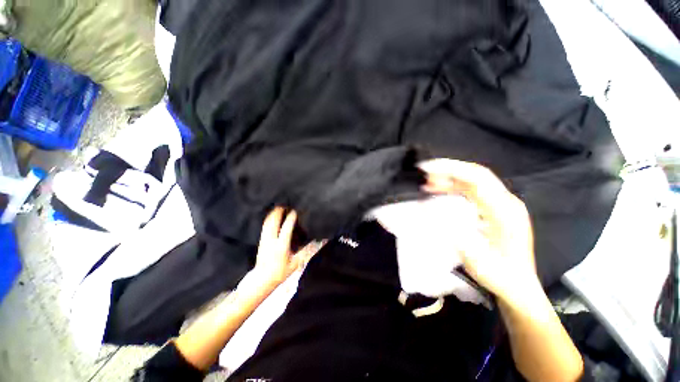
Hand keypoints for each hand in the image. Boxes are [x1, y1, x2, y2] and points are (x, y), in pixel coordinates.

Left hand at [249, 207, 316, 287]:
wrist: (262, 279)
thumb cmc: (281, 272)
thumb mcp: (296, 263)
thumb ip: (307, 251)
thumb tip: (318, 242)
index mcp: (281, 246)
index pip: (286, 228)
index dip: (291, 218)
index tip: (295, 211)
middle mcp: (271, 240)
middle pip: (273, 222)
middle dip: (279, 212)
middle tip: (285, 204)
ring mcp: (264, 240)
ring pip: (268, 223)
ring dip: (273, 214)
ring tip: (279, 206)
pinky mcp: (261, 241)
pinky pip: (265, 226)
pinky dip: (269, 219)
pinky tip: (271, 216)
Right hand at [419, 159, 539, 302]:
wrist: (518, 285)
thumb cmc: (499, 275)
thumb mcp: (476, 259)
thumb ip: (454, 233)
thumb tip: (430, 210)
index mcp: (505, 211)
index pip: (477, 178)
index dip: (451, 169)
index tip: (427, 168)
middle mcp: (505, 202)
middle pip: (475, 174)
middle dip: (448, 170)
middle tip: (424, 173)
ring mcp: (501, 204)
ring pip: (472, 181)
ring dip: (449, 178)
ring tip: (428, 183)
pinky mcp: (494, 208)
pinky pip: (471, 190)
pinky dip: (453, 187)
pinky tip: (439, 190)